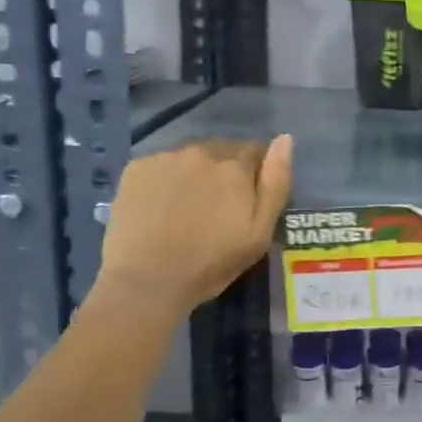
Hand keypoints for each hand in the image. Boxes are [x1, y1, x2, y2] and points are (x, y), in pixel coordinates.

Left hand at [99, 136, 292, 313]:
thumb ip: (276, 183)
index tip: (249, 197)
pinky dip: (167, 178)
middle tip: (218, 206)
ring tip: (188, 206)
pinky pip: (162, 164)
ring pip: (191, 156)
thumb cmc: (210, 264)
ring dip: (196, 172)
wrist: (145, 282)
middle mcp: (201, 151)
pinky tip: (161, 206)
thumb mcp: (258, 233)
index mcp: (235, 167)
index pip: (255, 150)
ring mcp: (165, 157)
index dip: (256, 172)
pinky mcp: (136, 168)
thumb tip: (285, 139)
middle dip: (226, 170)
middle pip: (222, 150)